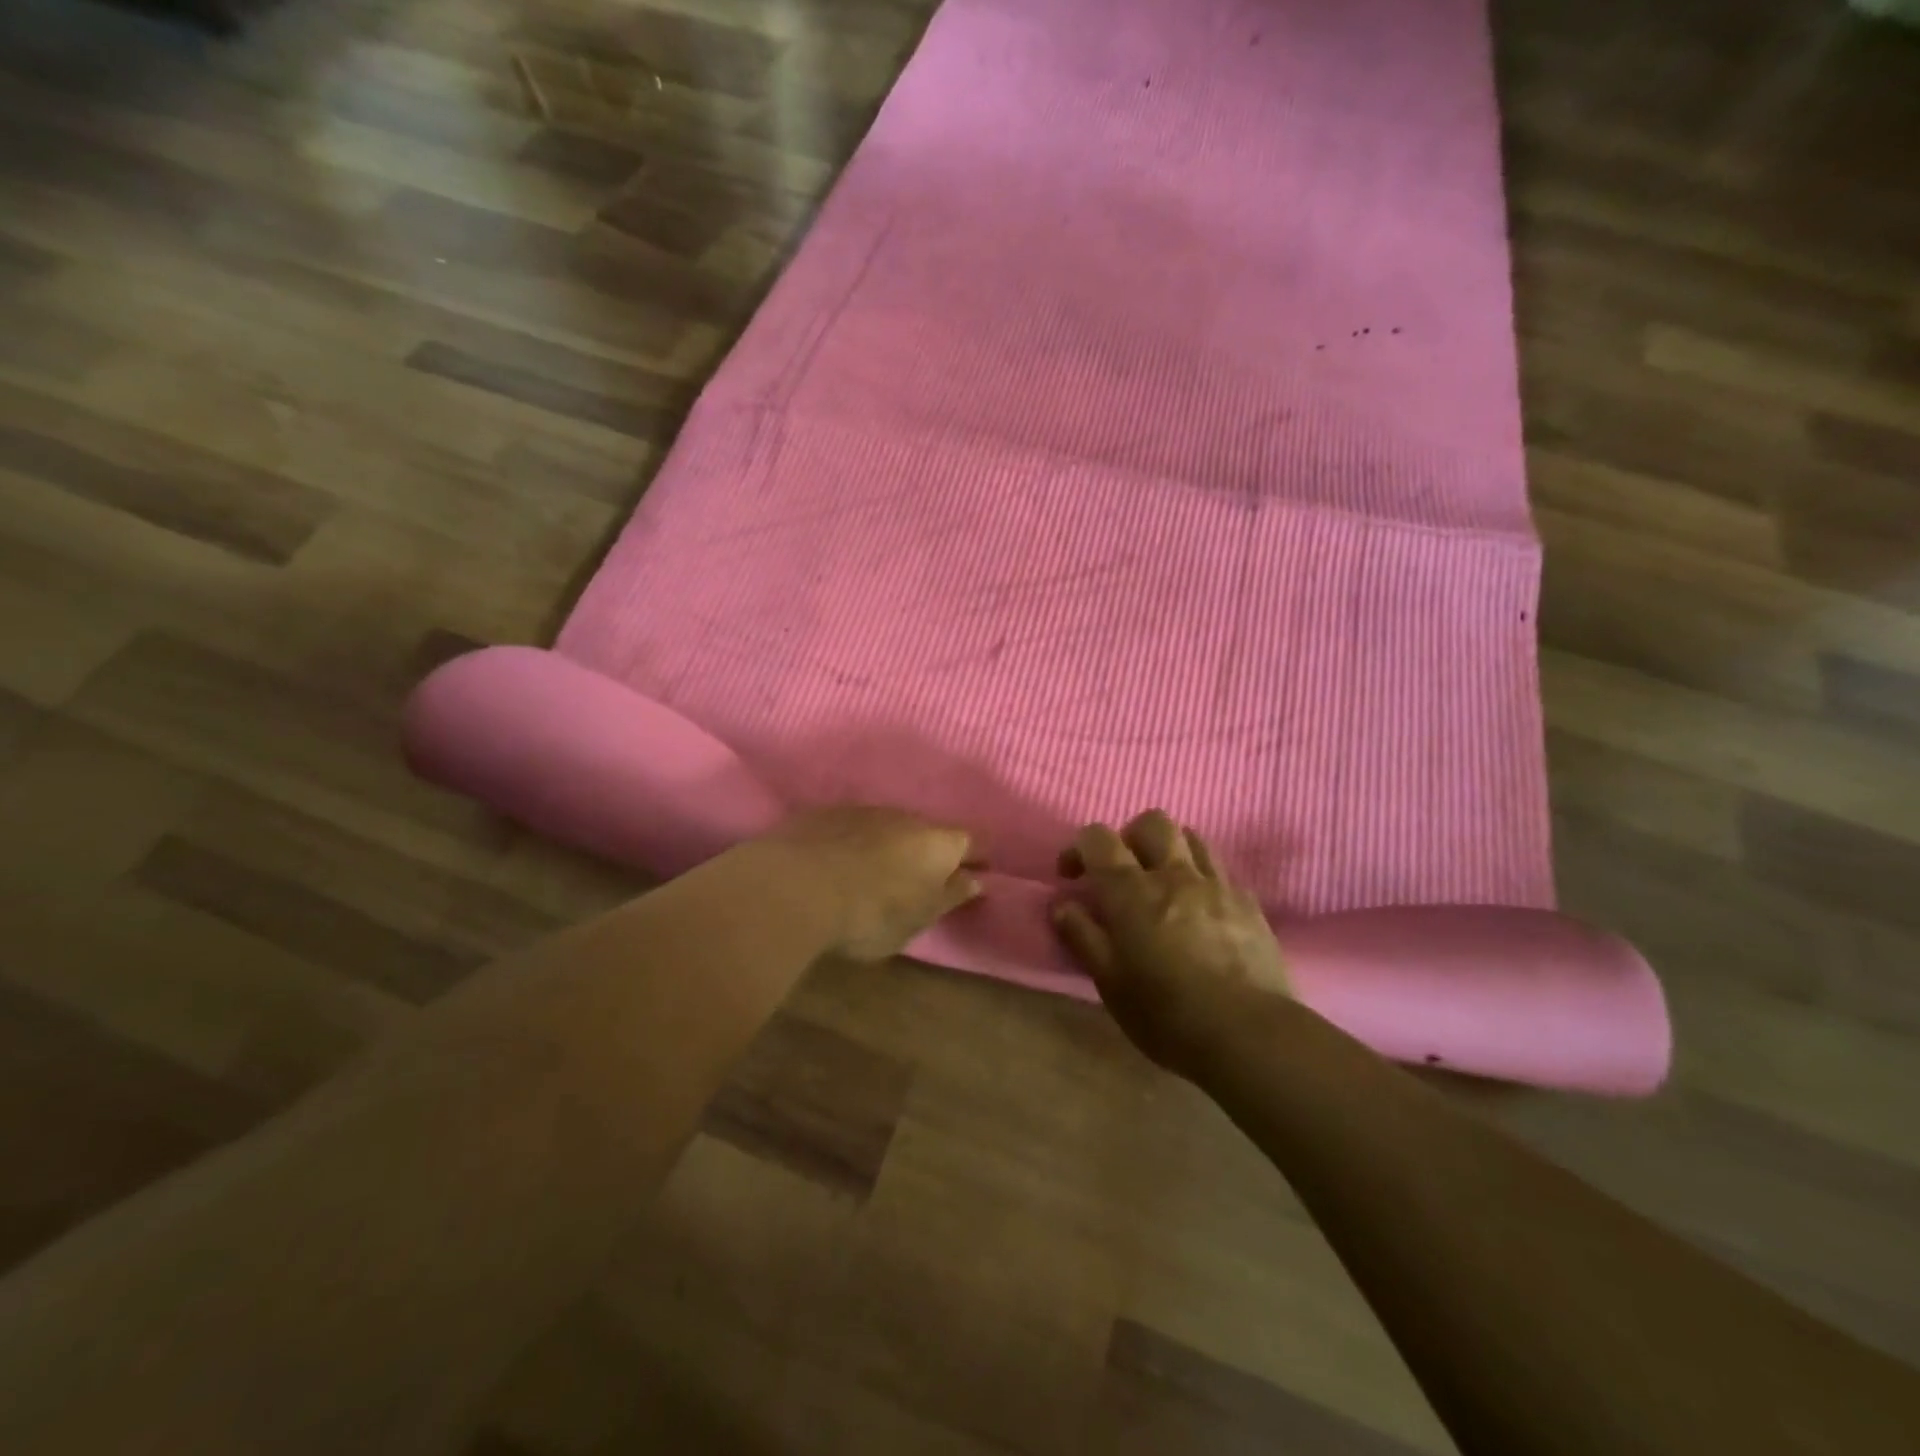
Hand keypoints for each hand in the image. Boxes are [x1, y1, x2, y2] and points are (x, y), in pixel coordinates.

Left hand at [764, 806, 980, 960]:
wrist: (796, 886)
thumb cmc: (871, 913)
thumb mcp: (918, 918)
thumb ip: (949, 896)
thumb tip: (974, 880)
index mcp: (939, 843)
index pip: (973, 841)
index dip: (978, 857)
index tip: (978, 872)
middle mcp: (907, 817)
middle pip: (929, 831)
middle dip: (930, 851)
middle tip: (921, 878)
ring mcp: (865, 811)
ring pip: (889, 826)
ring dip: (890, 845)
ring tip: (876, 872)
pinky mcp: (826, 813)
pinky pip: (852, 827)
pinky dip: (854, 842)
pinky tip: (839, 863)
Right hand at [1052, 810, 1291, 1077]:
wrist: (1248, 1034)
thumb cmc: (1166, 1013)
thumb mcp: (1110, 982)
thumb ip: (1082, 935)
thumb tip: (1061, 904)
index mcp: (1131, 891)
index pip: (1098, 838)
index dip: (1079, 848)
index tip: (1072, 877)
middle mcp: (1173, 874)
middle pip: (1152, 822)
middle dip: (1130, 837)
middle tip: (1124, 871)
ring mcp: (1216, 884)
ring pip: (1191, 837)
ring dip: (1170, 849)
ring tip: (1164, 882)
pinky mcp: (1248, 902)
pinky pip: (1221, 870)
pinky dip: (1203, 877)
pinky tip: (1201, 908)